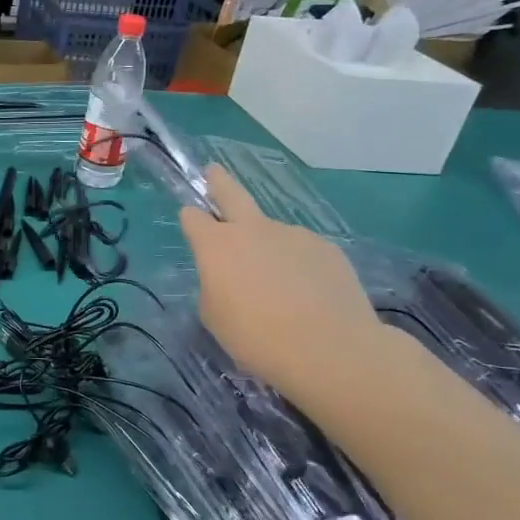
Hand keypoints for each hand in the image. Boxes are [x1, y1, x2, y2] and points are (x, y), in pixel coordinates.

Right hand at [178, 165, 382, 402]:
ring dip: (269, 249)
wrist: (329, 348)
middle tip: (213, 170)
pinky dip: (299, 267)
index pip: (193, 218)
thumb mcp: (215, 317)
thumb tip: (230, 278)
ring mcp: (293, 235)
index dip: (190, 218)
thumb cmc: (256, 337)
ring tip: (280, 289)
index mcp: (216, 246)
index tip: (191, 219)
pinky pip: (303, 253)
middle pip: (232, 194)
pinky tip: (308, 296)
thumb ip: (215, 288)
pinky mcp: (327, 249)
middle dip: (219, 181)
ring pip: (272, 234)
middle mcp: (253, 230)